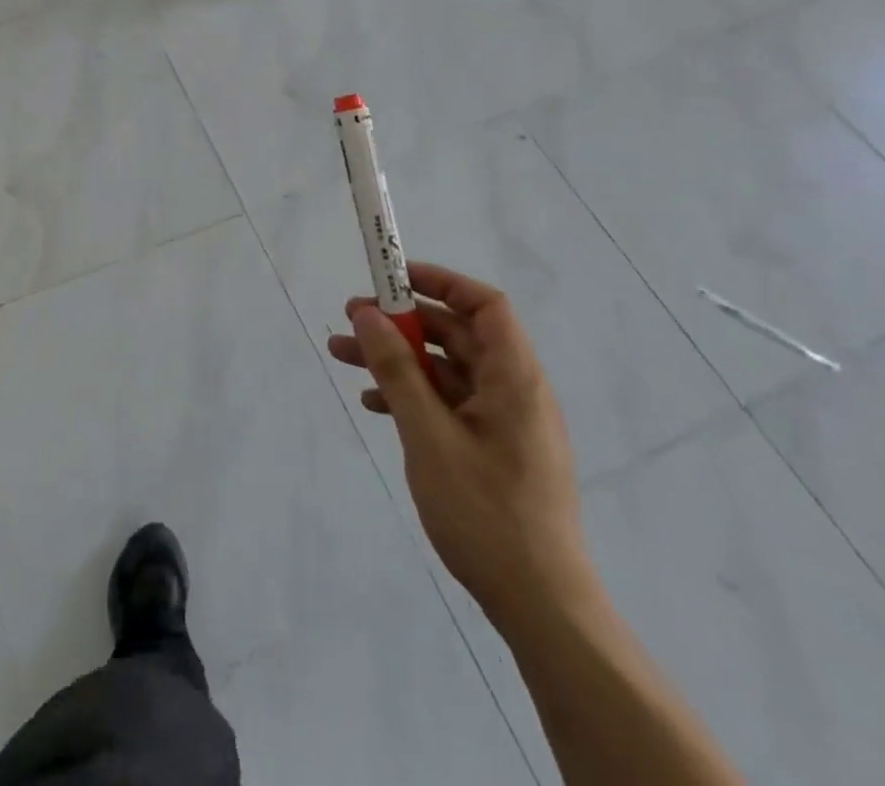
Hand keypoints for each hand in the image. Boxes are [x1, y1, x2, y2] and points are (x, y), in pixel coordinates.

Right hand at [327, 263, 592, 630]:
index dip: (440, 281)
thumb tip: (368, 314)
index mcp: (514, 378)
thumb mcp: (429, 435)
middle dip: (401, 322)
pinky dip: (413, 395)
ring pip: (445, 370)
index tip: (392, 278)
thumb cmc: (486, 513)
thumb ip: (397, 370)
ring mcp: (505, 422)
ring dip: (397, 359)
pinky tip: (376, 404)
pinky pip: (449, 403)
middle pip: (456, 335)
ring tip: (344, 356)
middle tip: (351, 320)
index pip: (484, 305)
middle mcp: (514, 391)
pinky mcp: (494, 450)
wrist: (541, 606)